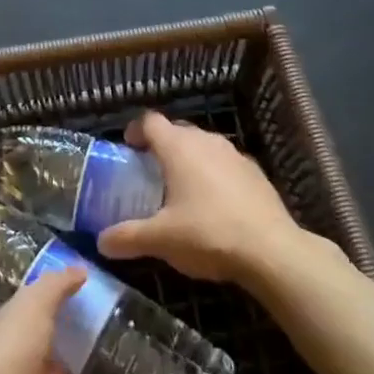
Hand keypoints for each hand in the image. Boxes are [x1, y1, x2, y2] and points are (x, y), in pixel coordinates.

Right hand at [96, 111, 303, 284]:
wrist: (273, 251)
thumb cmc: (209, 234)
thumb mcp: (161, 239)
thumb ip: (128, 237)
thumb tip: (101, 242)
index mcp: (178, 147)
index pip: (150, 121)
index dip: (135, 131)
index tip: (127, 149)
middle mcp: (206, 141)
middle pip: (177, 131)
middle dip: (161, 148)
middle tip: (150, 174)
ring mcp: (234, 154)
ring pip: (203, 147)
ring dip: (189, 161)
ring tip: (181, 190)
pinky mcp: (256, 173)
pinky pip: (225, 165)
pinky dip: (214, 176)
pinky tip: (214, 206)